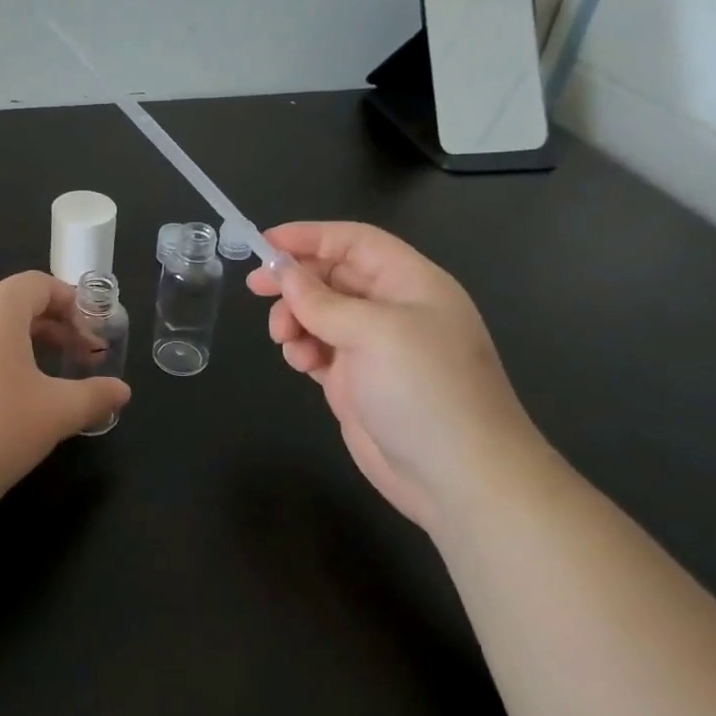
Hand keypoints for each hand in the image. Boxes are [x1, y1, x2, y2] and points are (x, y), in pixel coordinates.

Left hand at [0, 272, 130, 531]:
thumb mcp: (52, 416)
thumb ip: (93, 397)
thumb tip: (121, 390)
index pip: (40, 284)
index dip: (75, 304)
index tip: (96, 335)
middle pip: (14, 304)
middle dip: (53, 328)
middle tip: (80, 361)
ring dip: (23, 348)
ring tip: (44, 386)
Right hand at [247, 222, 539, 528]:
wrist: (460, 478)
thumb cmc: (425, 389)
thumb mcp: (375, 332)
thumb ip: (323, 301)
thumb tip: (284, 274)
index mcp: (410, 283)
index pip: (354, 242)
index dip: (309, 237)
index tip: (263, 244)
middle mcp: (392, 309)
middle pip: (332, 276)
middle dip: (294, 281)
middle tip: (255, 288)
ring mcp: (375, 347)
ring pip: (319, 313)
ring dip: (294, 318)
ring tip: (285, 340)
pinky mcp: (357, 381)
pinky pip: (319, 348)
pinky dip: (302, 349)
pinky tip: (301, 364)